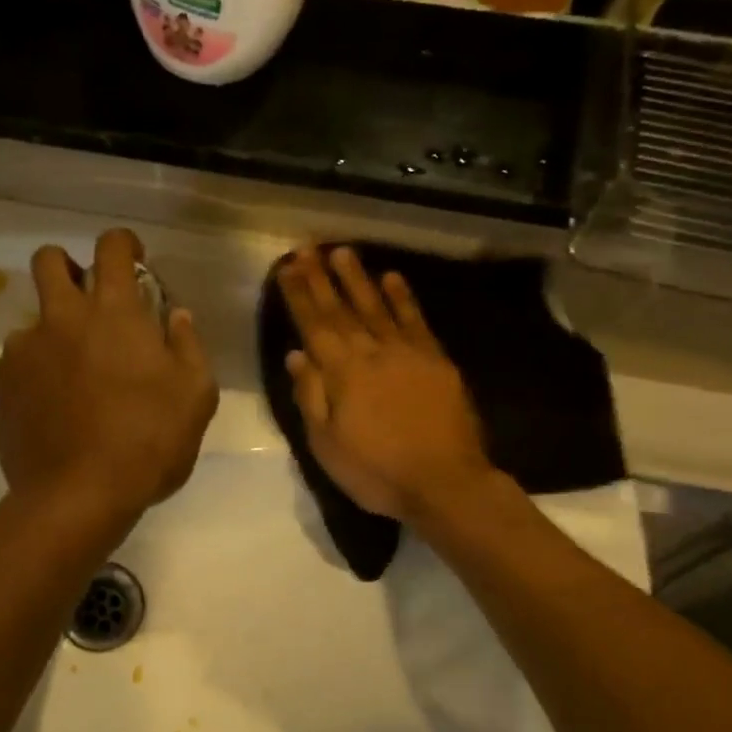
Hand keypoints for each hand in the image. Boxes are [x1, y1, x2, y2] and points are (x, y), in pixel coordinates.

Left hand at [0, 229, 218, 531]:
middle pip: (49, 260)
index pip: (112, 246)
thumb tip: (176, 316)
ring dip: (51, 334)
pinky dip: (30, 376)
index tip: (132, 260)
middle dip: (67, 267)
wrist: (78, 495)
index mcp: (113, 312)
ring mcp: (23, 350)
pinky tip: (47, 408)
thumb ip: (188, 345)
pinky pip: (13, 365)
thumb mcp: (195, 395)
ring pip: (30, 320)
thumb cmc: (148, 442)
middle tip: (86, 302)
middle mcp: (61, 317)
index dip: (123, 243)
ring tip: (70, 377)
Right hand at [277, 244, 494, 525]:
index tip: (287, 268)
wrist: (445, 482)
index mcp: (341, 374)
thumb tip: (296, 355)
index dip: (298, 296)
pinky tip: (392, 278)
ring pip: (376, 307)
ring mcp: (407, 353)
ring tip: (343, 252)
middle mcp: (371, 353)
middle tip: (307, 249)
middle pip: (341, 310)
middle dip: (321, 278)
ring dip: (358, 279)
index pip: (314, 326)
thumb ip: (310, 397)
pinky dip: (403, 298)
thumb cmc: (376, 471)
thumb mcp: (326, 444)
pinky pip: (415, 320)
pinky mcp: (436, 360)